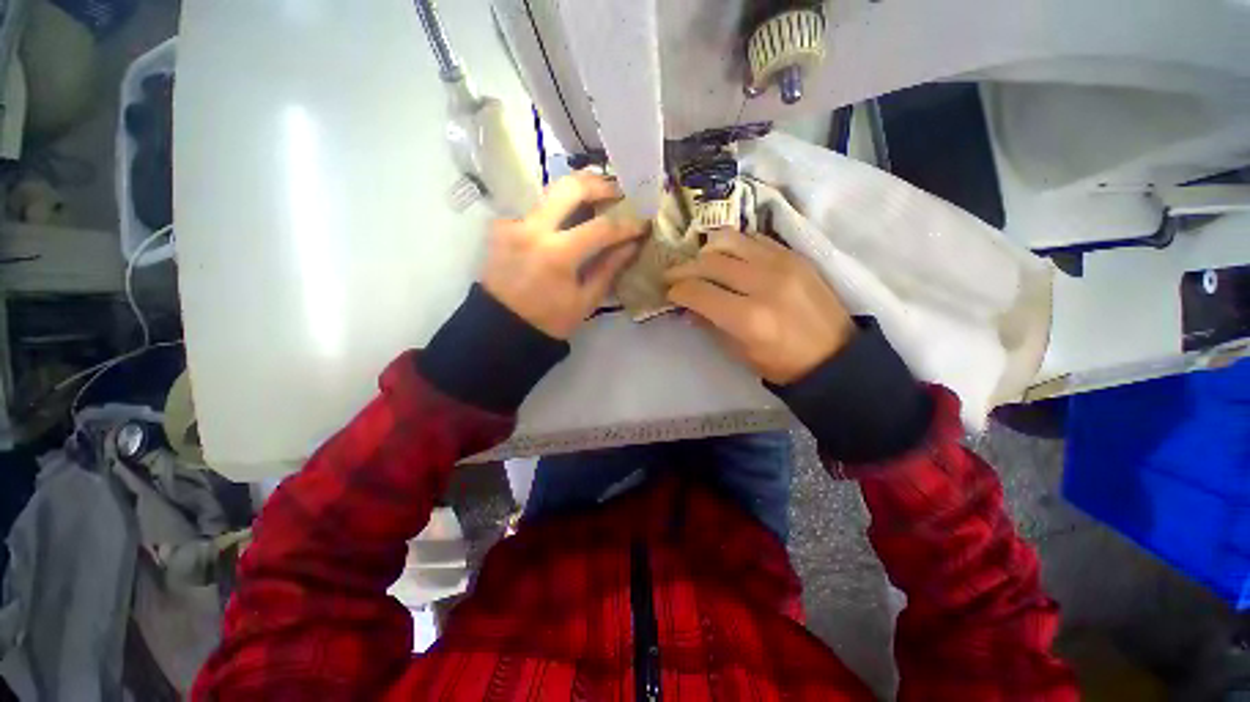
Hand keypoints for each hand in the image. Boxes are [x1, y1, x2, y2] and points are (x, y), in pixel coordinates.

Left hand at [482, 173, 646, 338]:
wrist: (500, 327)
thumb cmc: (548, 321)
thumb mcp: (585, 301)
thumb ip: (608, 269)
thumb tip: (631, 245)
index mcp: (557, 254)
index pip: (601, 228)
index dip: (626, 224)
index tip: (642, 223)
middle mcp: (532, 229)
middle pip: (570, 187)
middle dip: (599, 185)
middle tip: (617, 193)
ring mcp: (513, 223)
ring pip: (550, 191)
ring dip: (577, 191)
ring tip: (597, 200)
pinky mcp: (501, 225)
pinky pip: (535, 207)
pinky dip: (556, 208)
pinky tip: (566, 219)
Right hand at [665, 228, 854, 384]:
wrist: (834, 355)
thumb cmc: (782, 363)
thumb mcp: (738, 352)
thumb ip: (709, 324)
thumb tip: (687, 306)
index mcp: (748, 318)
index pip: (698, 291)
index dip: (676, 291)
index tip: (669, 293)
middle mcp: (764, 283)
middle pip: (709, 262)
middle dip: (684, 269)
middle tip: (674, 276)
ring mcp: (782, 263)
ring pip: (729, 240)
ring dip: (706, 251)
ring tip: (699, 263)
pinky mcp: (795, 254)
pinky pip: (753, 238)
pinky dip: (733, 245)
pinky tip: (727, 257)